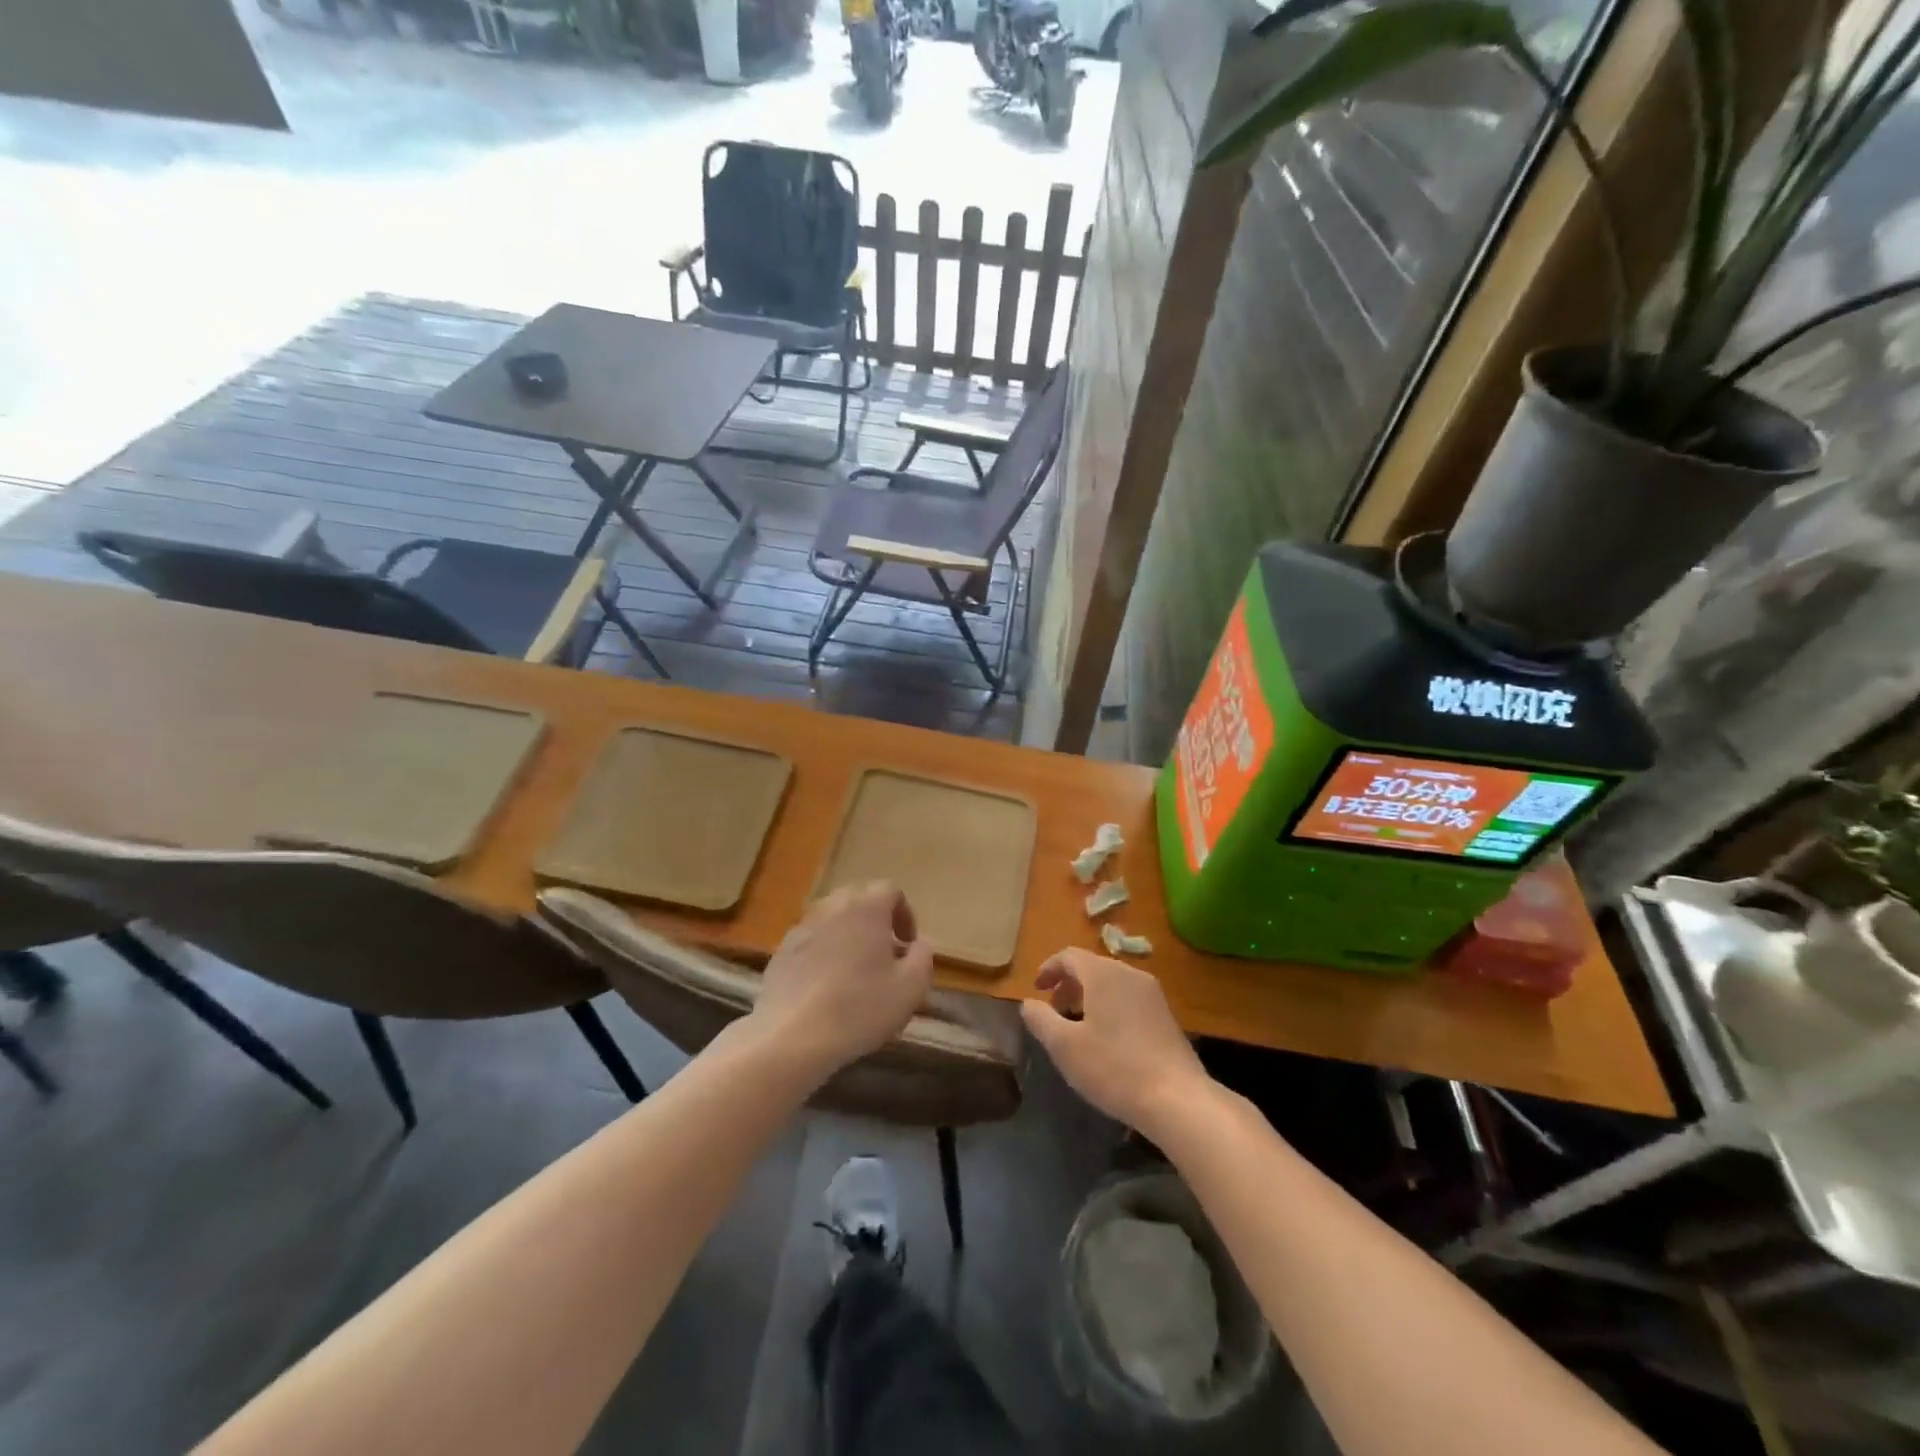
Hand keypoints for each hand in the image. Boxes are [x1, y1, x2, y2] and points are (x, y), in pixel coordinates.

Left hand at [750, 881, 933, 1082]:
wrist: (791, 1037)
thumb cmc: (859, 1008)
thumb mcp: (910, 988)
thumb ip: (923, 957)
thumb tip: (918, 944)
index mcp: (866, 908)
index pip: (890, 890)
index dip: (905, 914)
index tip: (908, 944)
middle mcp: (832, 907)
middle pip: (859, 899)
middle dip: (876, 921)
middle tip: (885, 955)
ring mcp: (802, 927)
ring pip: (832, 919)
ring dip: (848, 936)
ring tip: (855, 972)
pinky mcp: (781, 951)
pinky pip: (811, 941)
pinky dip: (823, 953)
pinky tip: (826, 988)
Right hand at [1021, 948, 1212, 1137]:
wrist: (1177, 1099)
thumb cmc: (1114, 1068)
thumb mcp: (1064, 1047)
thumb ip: (1041, 1020)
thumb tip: (1029, 1003)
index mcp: (1103, 974)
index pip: (1070, 956)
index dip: (1049, 969)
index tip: (1036, 990)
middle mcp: (1130, 974)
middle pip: (1092, 967)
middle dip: (1069, 984)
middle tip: (1053, 1010)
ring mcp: (1152, 994)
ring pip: (1112, 983)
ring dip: (1089, 996)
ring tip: (1077, 1025)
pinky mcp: (1166, 1015)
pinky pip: (1129, 998)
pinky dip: (1110, 1006)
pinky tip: (1107, 1039)